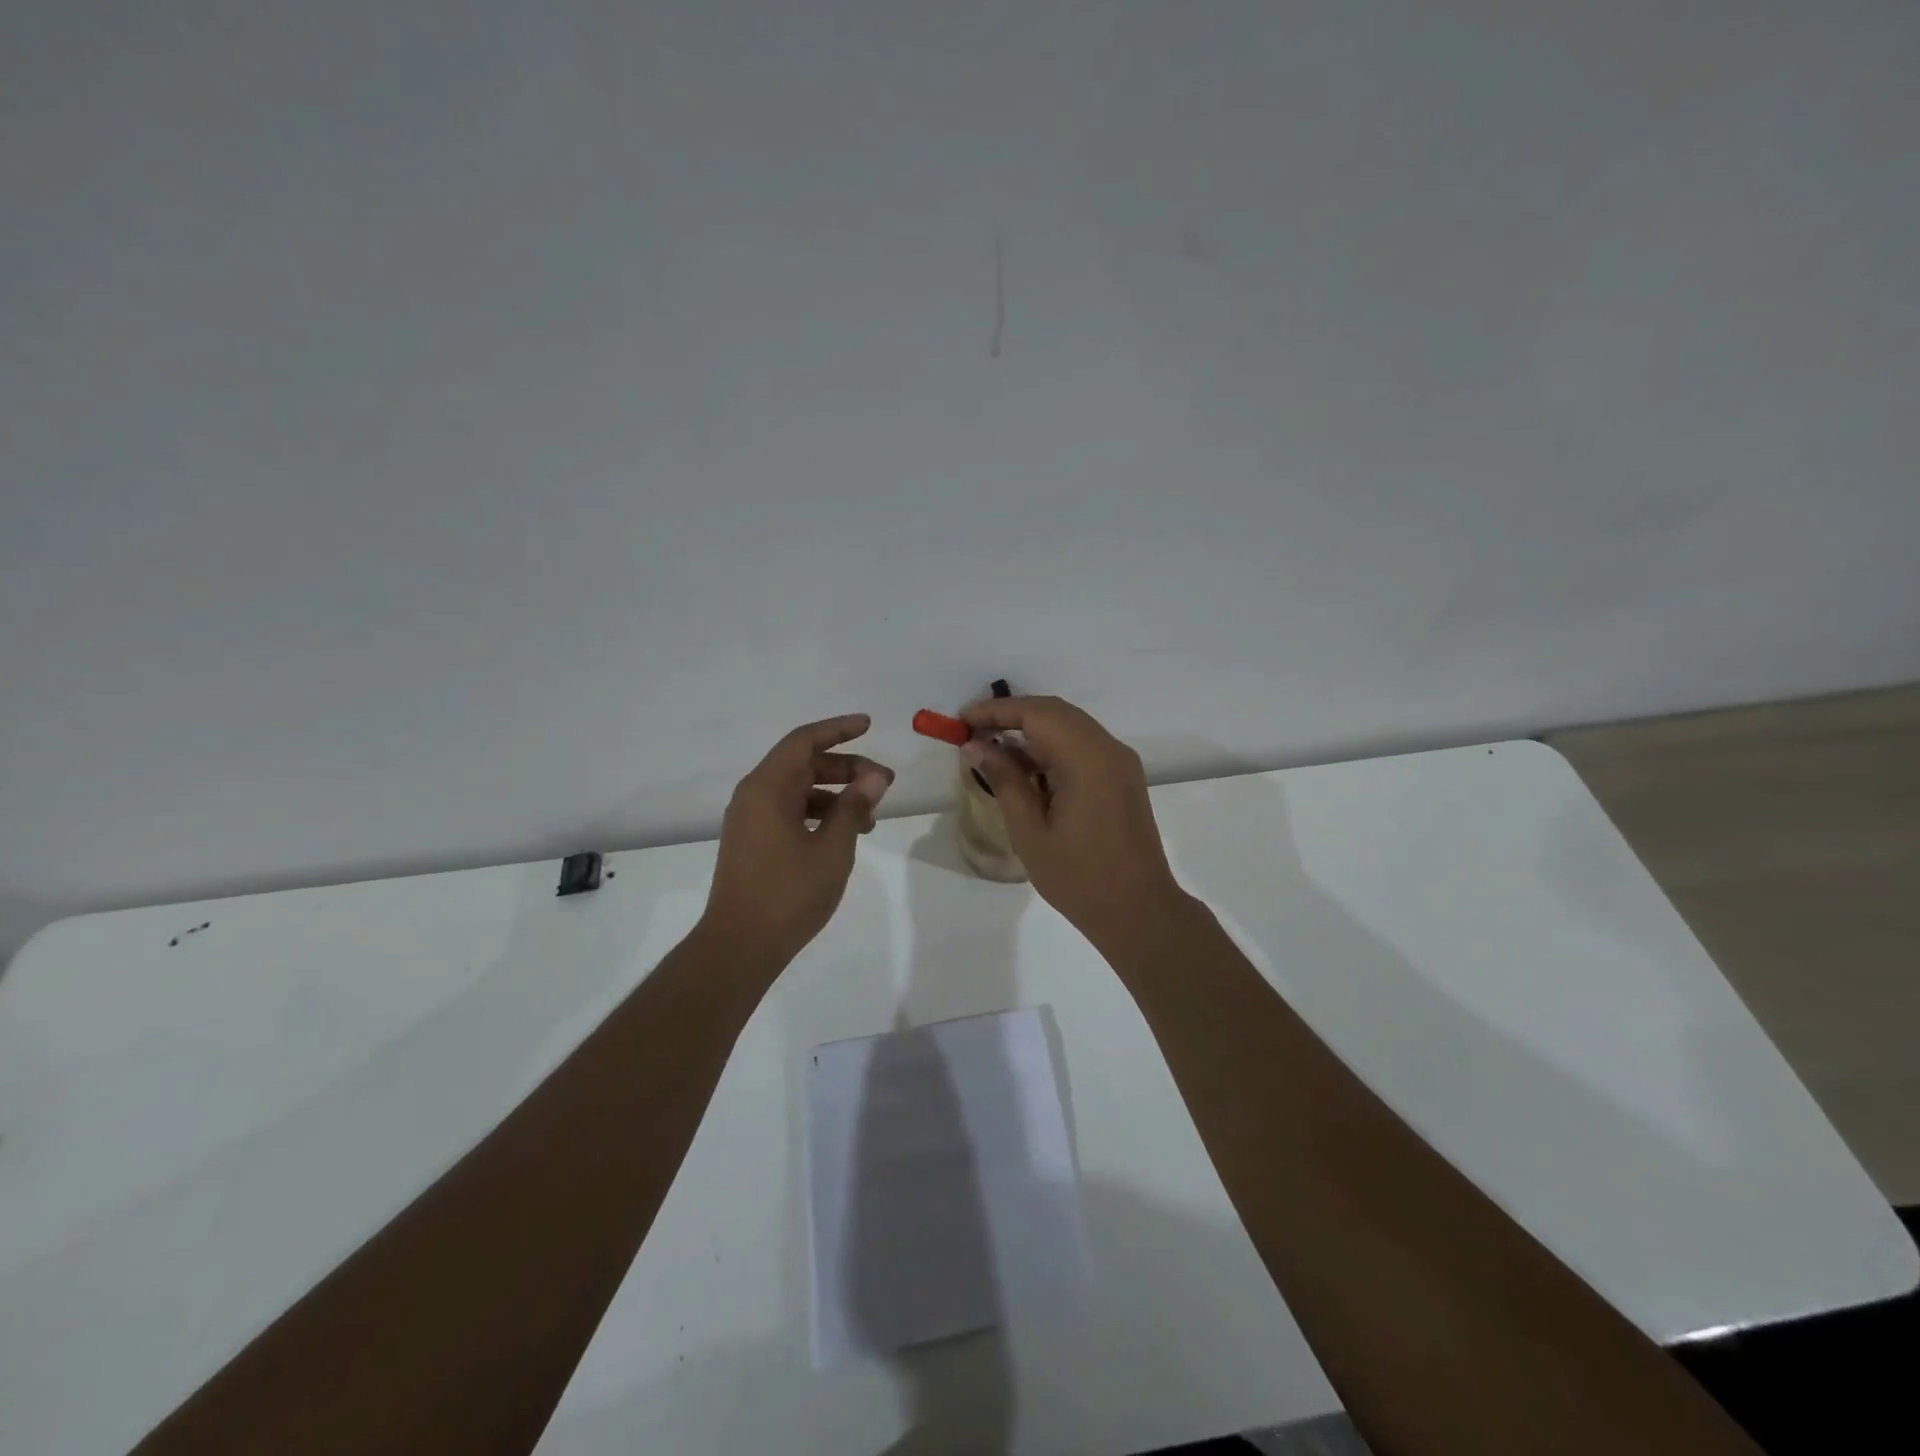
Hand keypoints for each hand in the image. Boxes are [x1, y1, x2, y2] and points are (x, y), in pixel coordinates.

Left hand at [702, 714, 893, 965]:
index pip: (804, 741)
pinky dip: (818, 813)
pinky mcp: (752, 842)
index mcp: (767, 788)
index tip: (868, 725)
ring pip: (798, 790)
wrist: (739, 945)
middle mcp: (754, 795)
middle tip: (884, 783)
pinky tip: (845, 834)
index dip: (838, 729)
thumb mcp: (832, 848)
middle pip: (803, 764)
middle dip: (846, 768)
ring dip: (835, 795)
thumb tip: (875, 775)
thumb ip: (853, 806)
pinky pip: (789, 812)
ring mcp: (750, 820)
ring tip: (870, 817)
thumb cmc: (789, 893)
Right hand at [958, 695, 1186, 943]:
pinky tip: (1026, 766)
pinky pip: (1083, 745)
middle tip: (973, 730)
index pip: (1037, 714)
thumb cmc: (1079, 878)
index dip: (996, 710)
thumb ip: (1004, 780)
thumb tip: (977, 745)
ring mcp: (1120, 762)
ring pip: (1070, 726)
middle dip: (1012, 715)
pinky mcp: (1122, 777)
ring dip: (1032, 730)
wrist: (1139, 911)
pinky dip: (1052, 746)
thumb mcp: (1030, 832)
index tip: (962, 719)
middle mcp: (1108, 749)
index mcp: (1087, 759)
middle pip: (1055, 712)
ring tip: (992, 747)